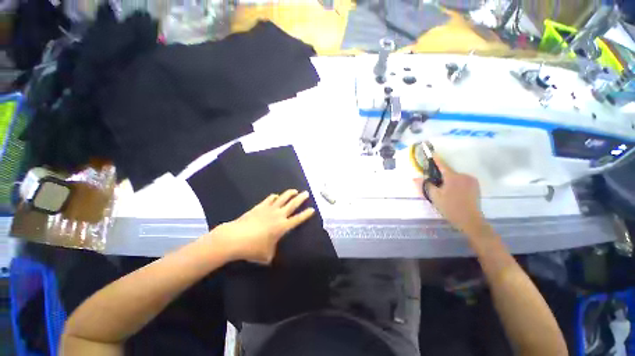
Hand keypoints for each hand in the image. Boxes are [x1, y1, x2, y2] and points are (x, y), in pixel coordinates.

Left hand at [207, 189, 314, 263]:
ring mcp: (269, 209)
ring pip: (282, 198)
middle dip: (301, 198)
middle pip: (293, 204)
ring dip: (289, 193)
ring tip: (294, 191)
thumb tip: (272, 252)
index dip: (306, 214)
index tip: (312, 209)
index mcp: (283, 226)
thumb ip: (273, 252)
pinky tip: (275, 196)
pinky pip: (269, 199)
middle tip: (306, 193)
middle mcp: (278, 215)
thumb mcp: (266, 255)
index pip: (298, 219)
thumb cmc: (253, 248)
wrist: (235, 238)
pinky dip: (274, 197)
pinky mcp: (259, 207)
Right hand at [425, 155, 488, 236]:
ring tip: (446, 192)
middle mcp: (463, 175)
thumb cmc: (450, 207)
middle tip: (436, 186)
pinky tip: (455, 194)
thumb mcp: (434, 197)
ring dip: (450, 181)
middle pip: (449, 172)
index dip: (436, 159)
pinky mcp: (476, 186)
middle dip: (442, 176)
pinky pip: (463, 181)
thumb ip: (425, 185)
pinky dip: (457, 184)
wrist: (470, 220)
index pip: (442, 165)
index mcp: (453, 177)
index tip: (432, 153)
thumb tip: (414, 178)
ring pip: (456, 177)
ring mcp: (471, 180)